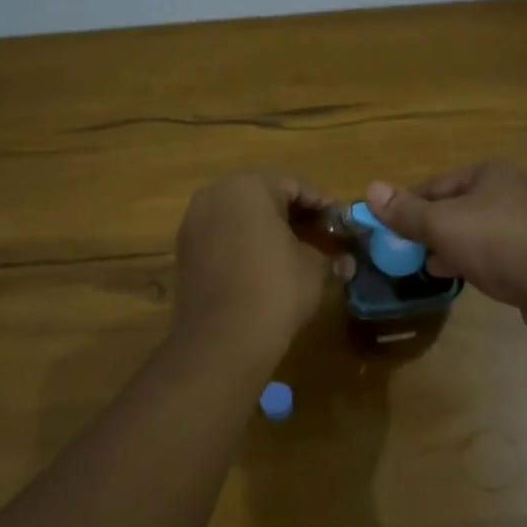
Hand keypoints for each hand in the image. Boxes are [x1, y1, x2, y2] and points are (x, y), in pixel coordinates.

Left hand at [172, 174, 330, 357]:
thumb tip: (341, 259)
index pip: (295, 185)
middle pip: (263, 194)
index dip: (323, 204)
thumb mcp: (313, 269)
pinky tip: (263, 263)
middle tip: (320, 234)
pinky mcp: (184, 249)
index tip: (342, 223)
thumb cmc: (275, 293)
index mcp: (249, 188)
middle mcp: (216, 195)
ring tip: (294, 249)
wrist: (222, 341)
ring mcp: (194, 221)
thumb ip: (326, 252)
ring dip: (266, 226)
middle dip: (293, 212)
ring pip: (239, 213)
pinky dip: (243, 241)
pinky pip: (221, 234)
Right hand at [365, 161, 526, 345]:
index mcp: (489, 173)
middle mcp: (511, 192)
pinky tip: (462, 280)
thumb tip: (371, 189)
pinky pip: (496, 256)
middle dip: (429, 230)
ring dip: (451, 249)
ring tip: (427, 269)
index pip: (435, 185)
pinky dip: (476, 264)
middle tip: (404, 253)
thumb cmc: (499, 242)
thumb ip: (406, 211)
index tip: (386, 230)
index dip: (407, 206)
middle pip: (456, 208)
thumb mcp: (442, 223)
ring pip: (476, 234)